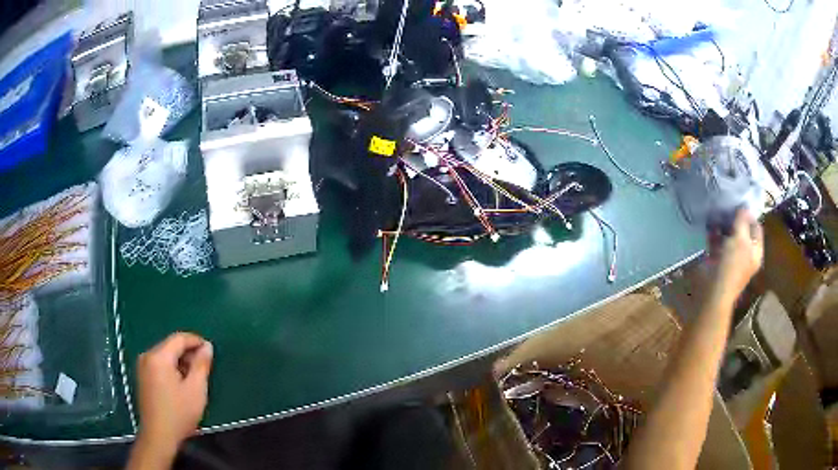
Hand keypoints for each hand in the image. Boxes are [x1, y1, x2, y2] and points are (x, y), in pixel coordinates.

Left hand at [135, 332, 212, 453]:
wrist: (158, 436)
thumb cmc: (179, 413)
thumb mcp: (196, 390)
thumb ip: (201, 365)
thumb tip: (207, 346)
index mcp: (159, 356)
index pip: (179, 338)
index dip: (196, 341)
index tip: (210, 350)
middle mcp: (147, 356)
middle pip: (170, 346)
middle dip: (188, 353)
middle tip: (204, 368)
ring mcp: (142, 367)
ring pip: (165, 355)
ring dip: (180, 362)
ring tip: (194, 378)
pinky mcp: (142, 377)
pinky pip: (159, 364)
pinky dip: (171, 369)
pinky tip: (180, 384)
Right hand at [711, 209, 763, 301]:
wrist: (713, 292)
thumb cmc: (731, 266)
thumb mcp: (740, 239)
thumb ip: (743, 221)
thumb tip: (744, 206)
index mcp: (755, 251)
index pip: (756, 227)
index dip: (749, 215)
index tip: (739, 203)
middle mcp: (746, 254)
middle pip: (743, 231)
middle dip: (735, 219)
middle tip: (726, 206)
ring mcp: (732, 258)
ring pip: (729, 236)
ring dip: (723, 225)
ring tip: (716, 212)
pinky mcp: (719, 261)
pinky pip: (718, 243)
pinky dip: (714, 234)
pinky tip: (709, 226)